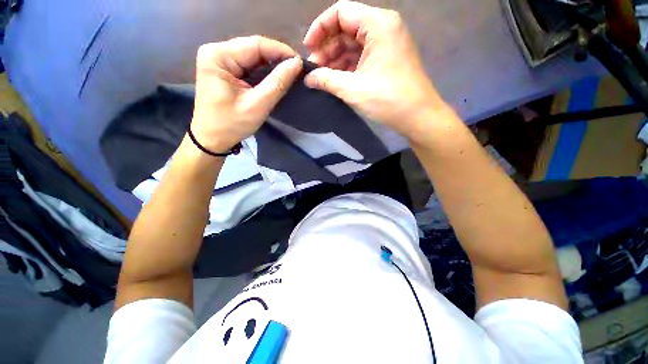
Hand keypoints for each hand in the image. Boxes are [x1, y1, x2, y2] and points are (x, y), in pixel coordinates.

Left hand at [191, 36, 302, 152]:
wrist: (212, 139)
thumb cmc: (231, 125)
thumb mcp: (257, 105)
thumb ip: (278, 83)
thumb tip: (297, 64)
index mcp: (218, 56)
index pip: (255, 45)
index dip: (281, 51)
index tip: (301, 63)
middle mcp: (216, 52)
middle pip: (253, 49)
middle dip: (277, 58)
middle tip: (297, 70)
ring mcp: (219, 60)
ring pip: (253, 57)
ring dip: (272, 65)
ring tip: (290, 74)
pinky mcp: (224, 70)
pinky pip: (248, 66)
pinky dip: (264, 72)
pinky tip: (275, 78)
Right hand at [303, 1, 450, 139]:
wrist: (417, 116)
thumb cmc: (387, 99)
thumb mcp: (352, 89)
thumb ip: (326, 80)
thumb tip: (308, 78)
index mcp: (377, 24)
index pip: (340, 12)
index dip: (320, 28)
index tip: (308, 49)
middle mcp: (383, 27)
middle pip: (346, 29)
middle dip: (327, 48)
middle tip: (314, 70)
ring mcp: (386, 44)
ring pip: (353, 45)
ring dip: (336, 60)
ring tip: (322, 78)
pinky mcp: (386, 59)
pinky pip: (361, 57)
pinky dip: (347, 67)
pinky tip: (336, 80)